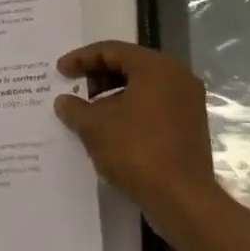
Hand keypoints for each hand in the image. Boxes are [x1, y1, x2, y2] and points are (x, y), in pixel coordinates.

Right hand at [54, 41, 220, 220]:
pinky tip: (111, 130)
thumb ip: (75, 108)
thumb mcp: (95, 127)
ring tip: (89, 112)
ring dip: (112, 95)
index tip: (60, 71)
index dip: (81, 58)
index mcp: (156, 66)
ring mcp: (187, 102)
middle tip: (74, 89)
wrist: (182, 200)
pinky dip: (130, 110)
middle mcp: (177, 76)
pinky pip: (154, 106)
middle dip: (98, 76)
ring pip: (142, 87)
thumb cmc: (137, 150)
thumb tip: (64, 101)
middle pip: (129, 65)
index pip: (111, 50)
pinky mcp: (190, 126)